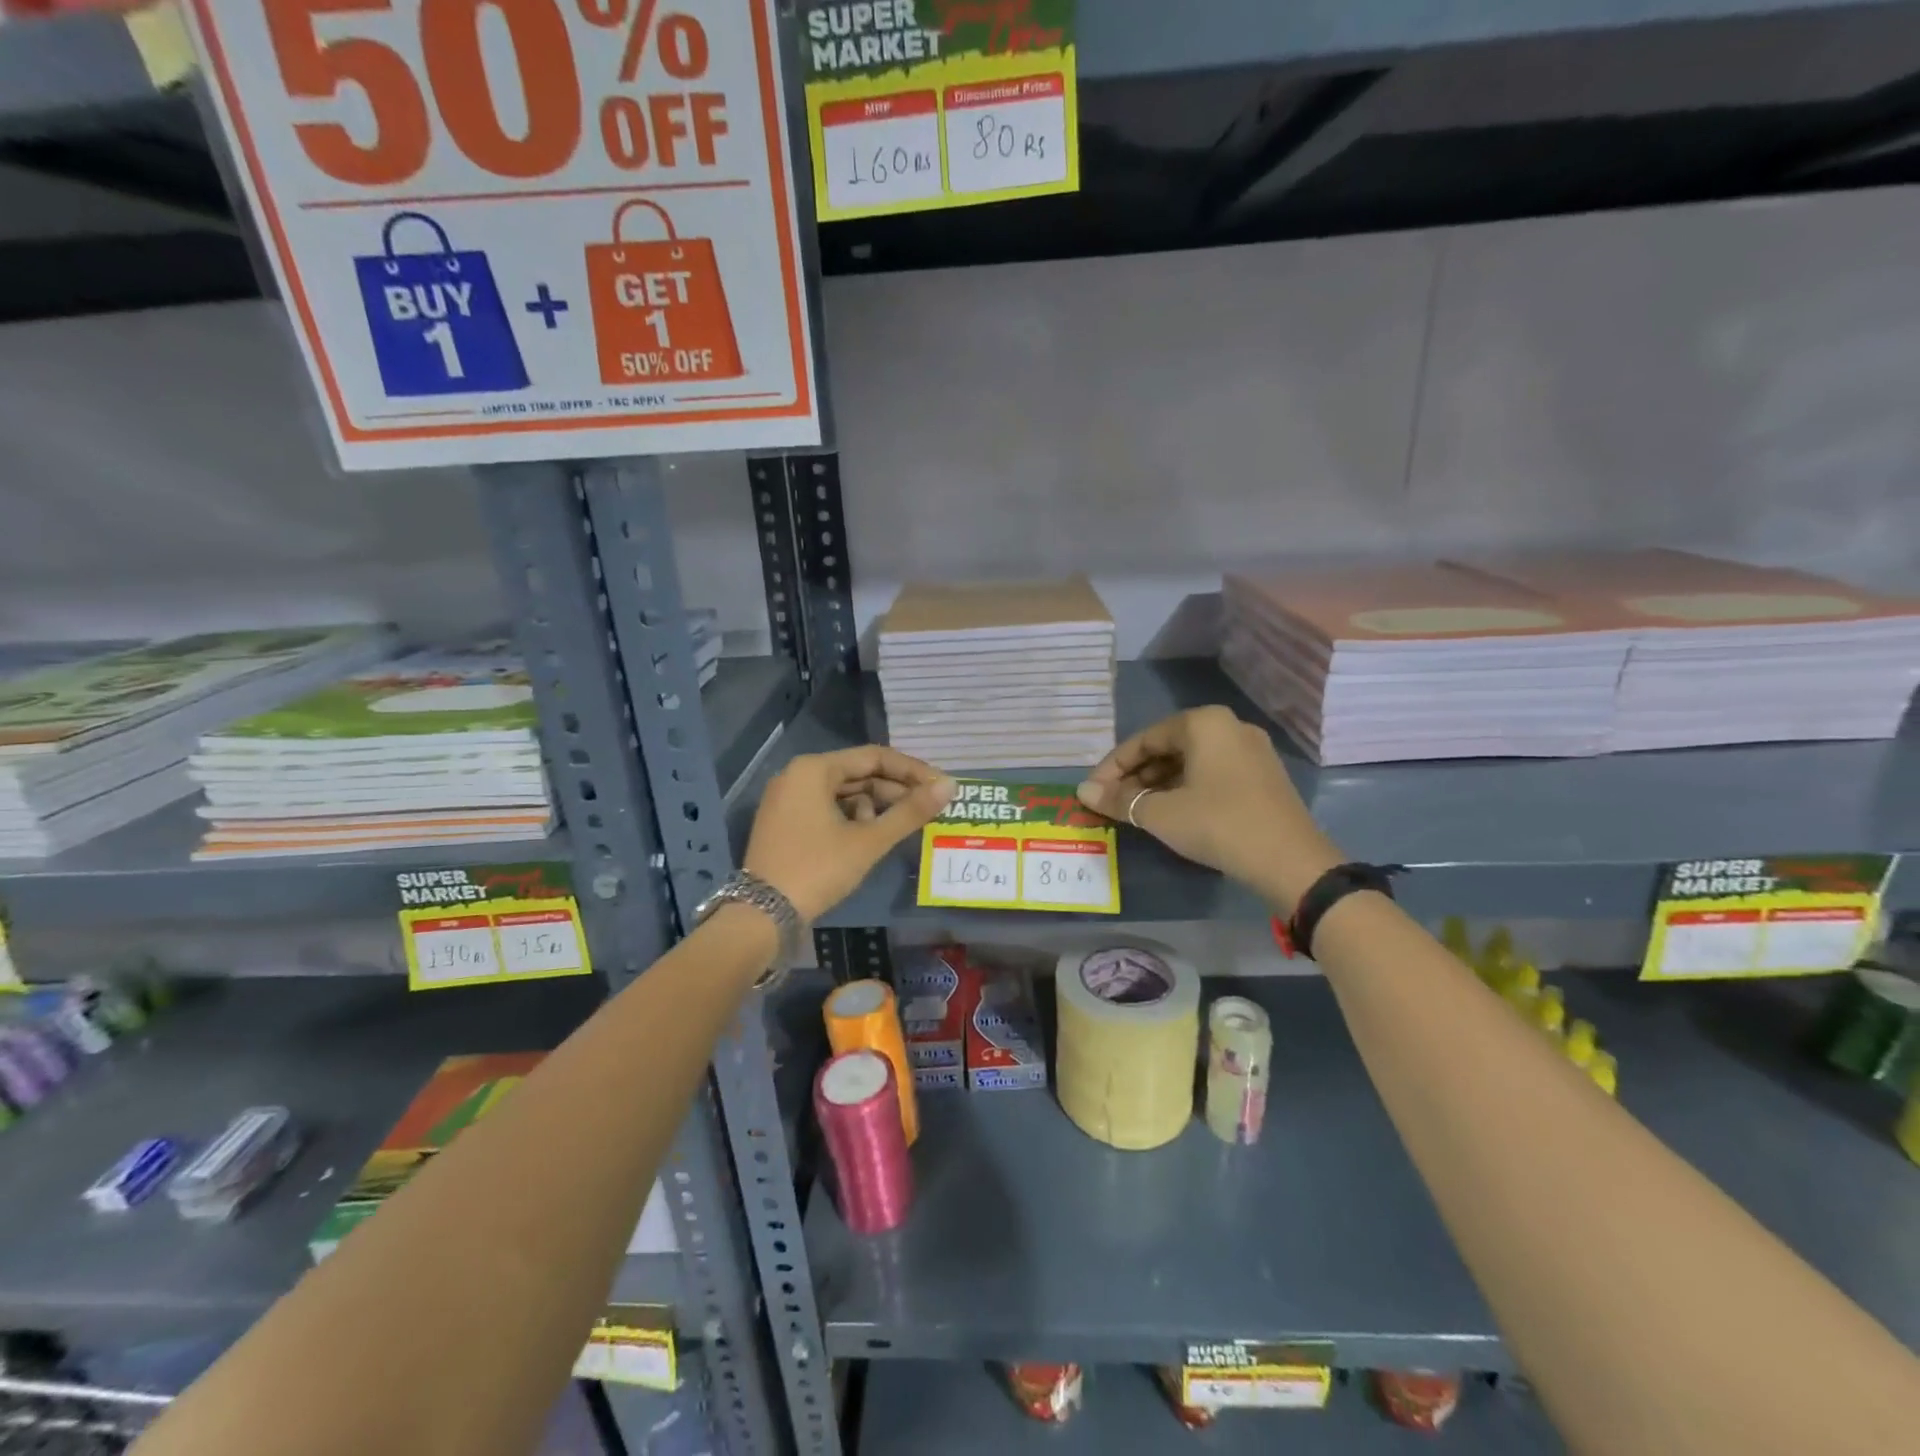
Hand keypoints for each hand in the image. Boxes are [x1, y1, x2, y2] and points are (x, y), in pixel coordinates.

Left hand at [744, 746, 954, 921]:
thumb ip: (910, 811)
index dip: (912, 771)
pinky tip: (869, 837)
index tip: (941, 787)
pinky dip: (851, 818)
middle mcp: (797, 775)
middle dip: (894, 790)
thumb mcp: (869, 841)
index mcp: (814, 769)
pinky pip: (826, 808)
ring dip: (874, 806)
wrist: (762, 916)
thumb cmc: (818, 870)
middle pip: (858, 773)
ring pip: (843, 792)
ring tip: (898, 827)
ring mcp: (787, 799)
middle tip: (927, 808)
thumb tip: (950, 786)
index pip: (874, 757)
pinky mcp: (784, 822)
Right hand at [1076, 706, 1339, 907]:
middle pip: (1167, 748)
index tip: (1092, 792)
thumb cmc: (1218, 824)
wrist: (1290, 861)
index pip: (1144, 739)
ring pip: (1190, 762)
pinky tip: (1170, 813)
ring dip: (1158, 784)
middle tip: (1111, 803)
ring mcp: (1251, 751)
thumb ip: (1119, 799)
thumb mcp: (1160, 813)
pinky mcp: (1263, 776)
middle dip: (1135, 776)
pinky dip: (1185, 789)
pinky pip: (1212, 774)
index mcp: (1204, 723)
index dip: (1112, 767)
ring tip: (1135, 811)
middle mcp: (1229, 727)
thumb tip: (1083, 792)